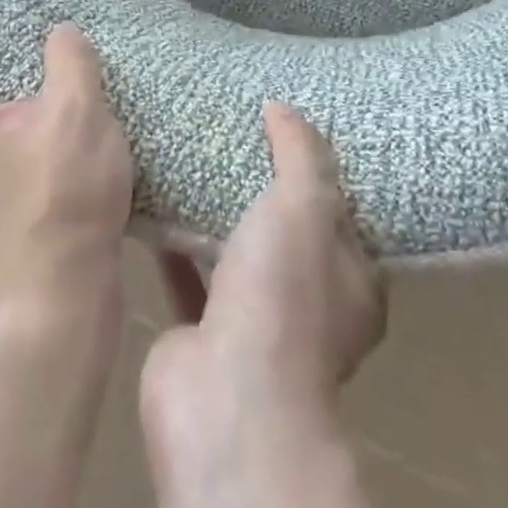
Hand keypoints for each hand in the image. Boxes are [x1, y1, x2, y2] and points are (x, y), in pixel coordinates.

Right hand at [141, 104, 386, 445]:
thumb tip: (283, 108)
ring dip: (219, 216)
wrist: (225, 400)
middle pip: (288, 233)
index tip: (294, 130)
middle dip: (265, 189)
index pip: (345, 217)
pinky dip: (176, 243)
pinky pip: (189, 274)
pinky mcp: (203, 332)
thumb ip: (300, 154)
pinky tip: (155, 199)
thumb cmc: (283, 296)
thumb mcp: (305, 207)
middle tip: (237, 133)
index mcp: (352, 284)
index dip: (323, 173)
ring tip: (195, 157)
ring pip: (238, 254)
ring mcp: (255, 324)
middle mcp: (309, 307)